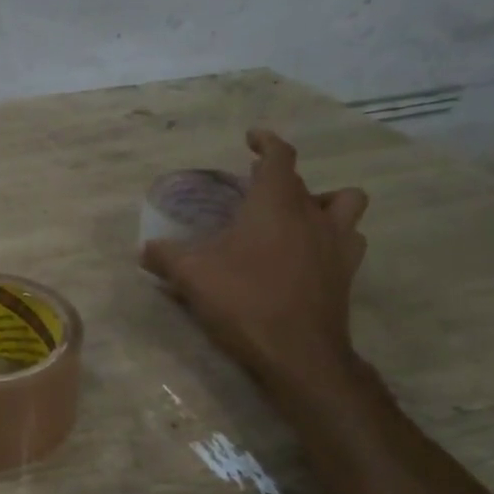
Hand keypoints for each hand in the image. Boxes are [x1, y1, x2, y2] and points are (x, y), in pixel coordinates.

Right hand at [141, 128, 369, 393]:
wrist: (297, 353)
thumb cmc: (243, 300)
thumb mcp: (191, 275)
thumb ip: (165, 256)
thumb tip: (143, 250)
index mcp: (276, 203)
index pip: (280, 156)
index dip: (266, 142)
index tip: (251, 139)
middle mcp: (312, 215)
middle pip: (307, 181)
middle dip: (283, 179)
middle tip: (258, 192)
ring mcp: (337, 244)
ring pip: (346, 205)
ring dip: (324, 204)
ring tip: (297, 219)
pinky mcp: (346, 274)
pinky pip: (349, 242)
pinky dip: (333, 239)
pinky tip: (310, 256)